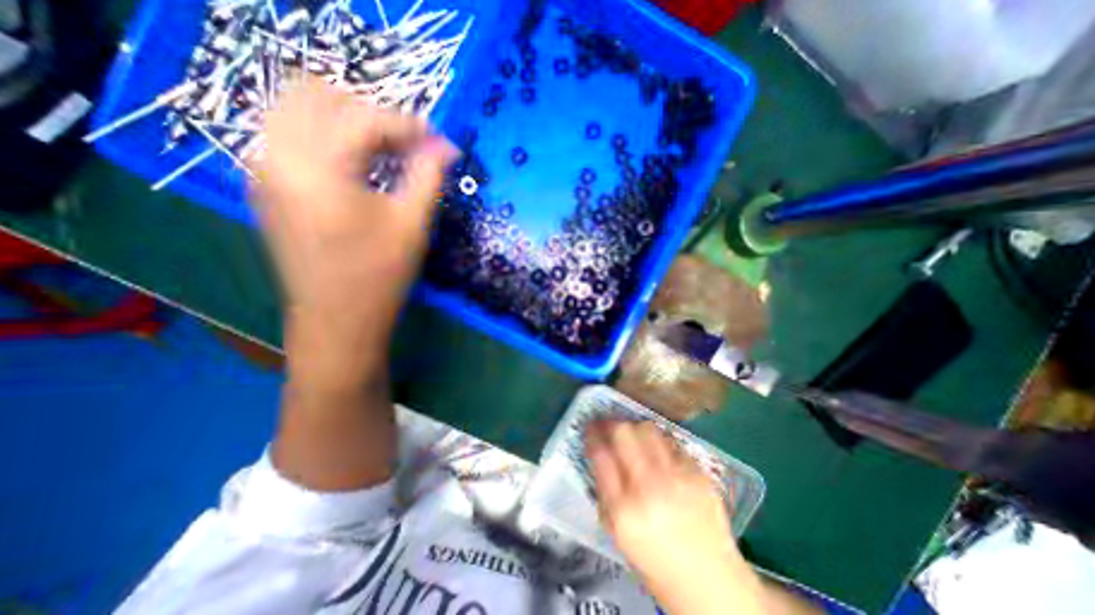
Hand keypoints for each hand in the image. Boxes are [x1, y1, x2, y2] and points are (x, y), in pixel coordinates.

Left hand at [251, 79, 457, 391]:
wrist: (337, 320)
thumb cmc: (379, 276)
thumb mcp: (411, 225)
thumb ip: (428, 177)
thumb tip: (447, 148)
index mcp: (316, 166)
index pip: (363, 118)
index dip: (408, 124)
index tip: (438, 140)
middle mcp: (275, 154)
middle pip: (317, 94)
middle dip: (371, 111)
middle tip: (408, 144)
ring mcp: (263, 168)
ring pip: (298, 109)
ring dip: (347, 120)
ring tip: (386, 152)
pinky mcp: (265, 184)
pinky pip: (291, 135)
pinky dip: (328, 136)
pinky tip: (358, 166)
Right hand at [585, 419, 763, 614]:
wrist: (710, 581)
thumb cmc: (655, 561)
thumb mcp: (616, 532)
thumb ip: (604, 491)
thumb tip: (598, 454)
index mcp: (623, 509)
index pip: (600, 454)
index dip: (592, 434)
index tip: (590, 427)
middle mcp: (649, 487)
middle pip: (623, 433)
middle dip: (611, 423)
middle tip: (608, 423)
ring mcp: (676, 476)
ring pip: (647, 429)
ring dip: (634, 427)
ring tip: (632, 434)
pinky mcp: (698, 472)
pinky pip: (670, 442)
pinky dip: (659, 442)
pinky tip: (658, 453)